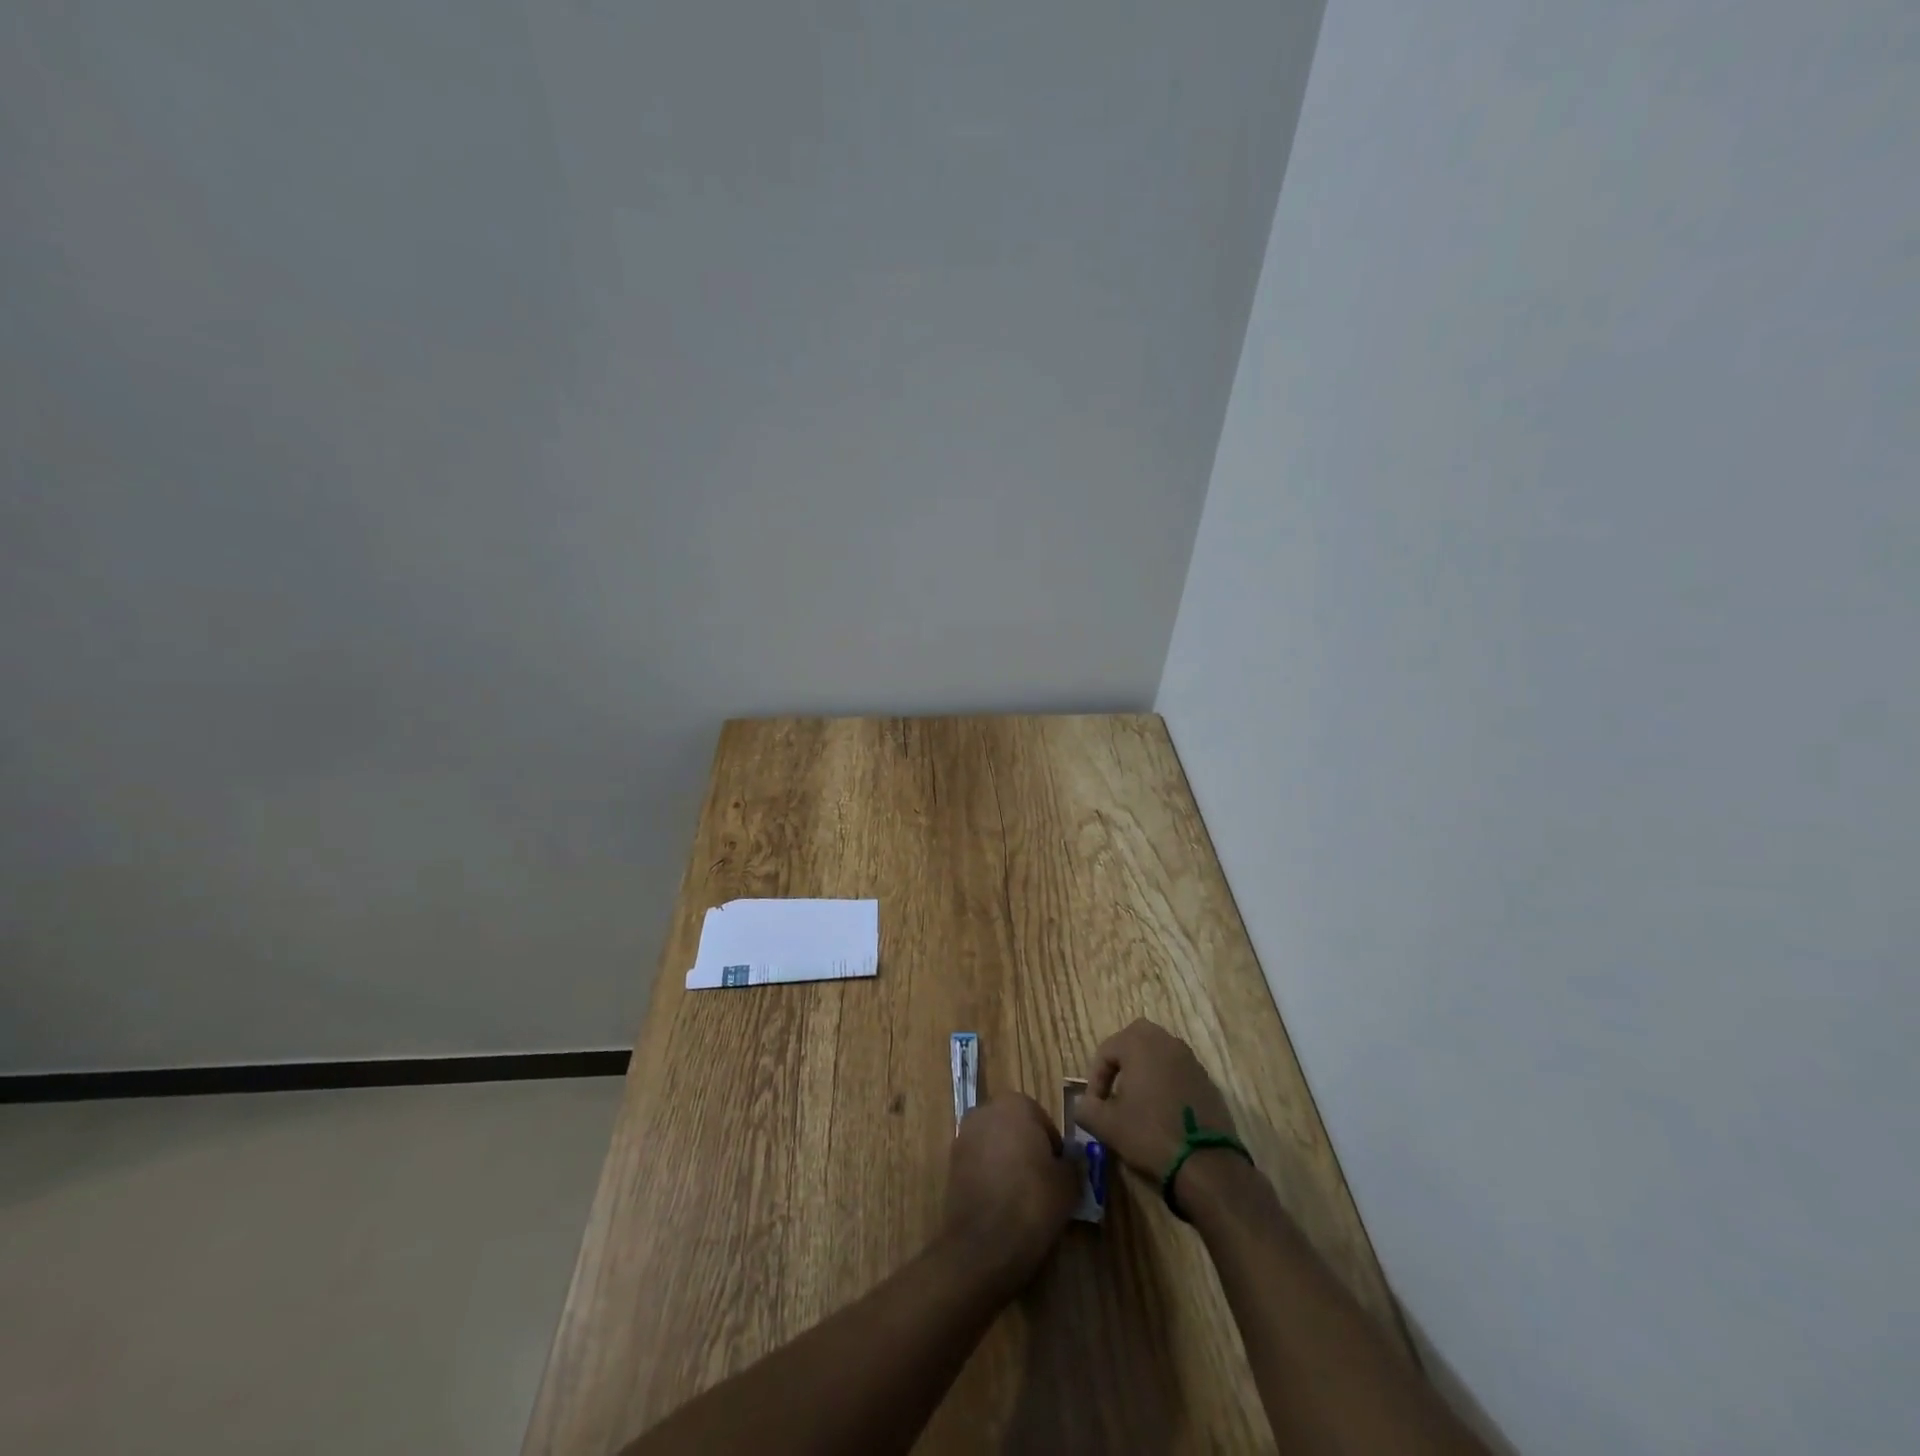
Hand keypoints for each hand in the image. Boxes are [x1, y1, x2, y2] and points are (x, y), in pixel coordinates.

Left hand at [942, 1095, 1078, 1297]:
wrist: (982, 1245)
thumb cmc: (1031, 1203)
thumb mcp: (1069, 1184)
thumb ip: (1072, 1163)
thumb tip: (1070, 1161)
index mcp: (1015, 1104)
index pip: (1043, 1121)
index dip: (1054, 1149)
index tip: (1059, 1175)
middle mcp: (985, 1111)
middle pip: (1016, 1129)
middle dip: (1028, 1150)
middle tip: (1042, 1184)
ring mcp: (964, 1136)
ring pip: (996, 1145)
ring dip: (1008, 1162)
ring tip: (1021, 1197)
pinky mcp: (951, 1163)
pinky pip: (979, 1163)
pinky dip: (990, 1176)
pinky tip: (1000, 1203)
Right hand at [1074, 1019, 1237, 1183]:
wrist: (1206, 1165)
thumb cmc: (1149, 1135)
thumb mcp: (1106, 1125)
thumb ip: (1086, 1109)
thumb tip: (1082, 1105)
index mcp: (1139, 1043)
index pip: (1106, 1051)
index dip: (1095, 1079)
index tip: (1094, 1107)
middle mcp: (1166, 1041)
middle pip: (1134, 1041)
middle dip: (1120, 1063)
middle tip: (1114, 1092)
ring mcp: (1190, 1060)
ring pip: (1158, 1054)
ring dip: (1144, 1071)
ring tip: (1136, 1103)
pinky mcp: (1207, 1080)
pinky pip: (1178, 1072)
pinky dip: (1165, 1084)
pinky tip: (1162, 1113)